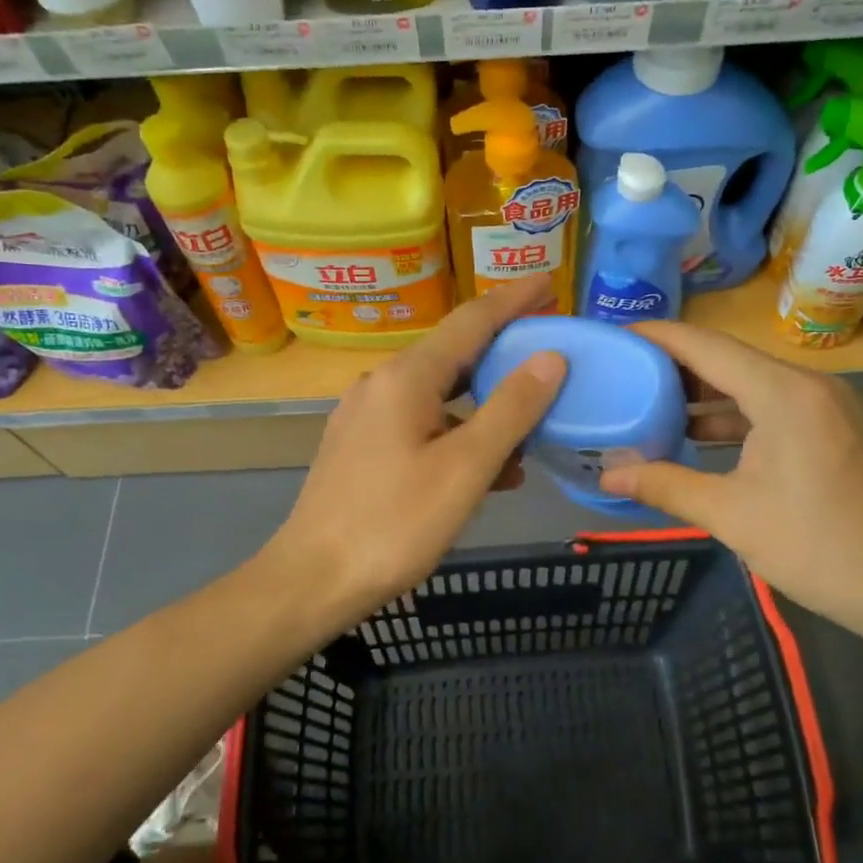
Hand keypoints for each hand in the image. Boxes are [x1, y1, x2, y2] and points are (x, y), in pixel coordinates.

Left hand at [261, 276, 566, 630]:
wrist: (312, 581)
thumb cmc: (394, 524)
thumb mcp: (465, 468)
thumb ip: (511, 409)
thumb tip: (551, 359)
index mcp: (406, 378)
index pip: (471, 321)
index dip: (514, 299)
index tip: (550, 281)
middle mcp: (382, 384)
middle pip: (454, 353)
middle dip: (503, 347)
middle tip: (549, 344)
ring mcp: (367, 416)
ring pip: (440, 393)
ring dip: (486, 400)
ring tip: (532, 416)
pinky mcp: (362, 447)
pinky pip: (422, 423)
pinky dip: (460, 432)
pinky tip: (489, 467)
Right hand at [597, 321, 862, 649]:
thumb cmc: (818, 547)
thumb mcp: (731, 516)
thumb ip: (665, 485)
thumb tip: (607, 474)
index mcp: (783, 394)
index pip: (706, 346)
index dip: (657, 337)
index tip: (615, 337)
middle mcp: (805, 384)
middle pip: (727, 358)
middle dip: (673, 365)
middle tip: (622, 373)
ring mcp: (823, 404)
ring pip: (748, 382)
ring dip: (701, 392)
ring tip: (646, 402)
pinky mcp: (829, 426)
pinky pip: (768, 404)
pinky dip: (730, 414)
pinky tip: (694, 434)